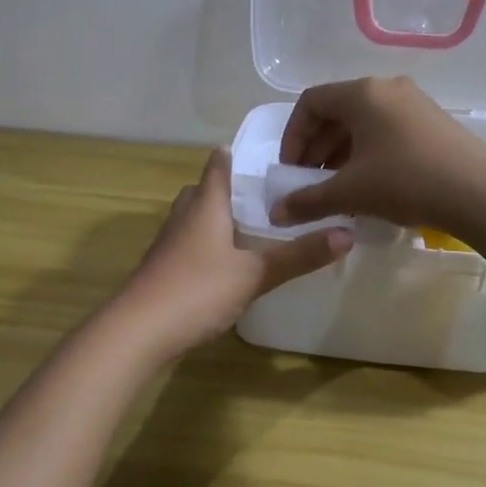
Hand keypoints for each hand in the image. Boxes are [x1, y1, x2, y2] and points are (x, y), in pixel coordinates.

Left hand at [114, 149, 351, 359]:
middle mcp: (183, 216)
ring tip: (253, 229)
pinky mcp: (162, 269)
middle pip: (205, 190)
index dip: (238, 155)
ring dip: (219, 219)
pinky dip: (209, 245)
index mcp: (205, 204)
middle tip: (268, 198)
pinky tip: (227, 264)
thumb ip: (299, 255)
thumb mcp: (255, 274)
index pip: (219, 165)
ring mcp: (168, 243)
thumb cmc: (197, 290)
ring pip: (195, 218)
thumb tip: (347, 234)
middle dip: (231, 190)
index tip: (267, 156)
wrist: (138, 331)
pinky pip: (189, 244)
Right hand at [269, 76, 485, 233]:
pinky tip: (370, 187)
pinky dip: (367, 155)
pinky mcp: (433, 124)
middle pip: (336, 112)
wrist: (481, 194)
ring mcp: (414, 104)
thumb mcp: (350, 193)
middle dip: (316, 149)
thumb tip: (276, 214)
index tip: (290, 171)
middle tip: (309, 184)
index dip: (292, 137)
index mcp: (362, 93)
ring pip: (363, 124)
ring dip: (340, 155)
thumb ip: (307, 201)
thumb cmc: (406, 182)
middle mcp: (387, 89)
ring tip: (338, 190)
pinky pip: (386, 132)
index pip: (310, 102)